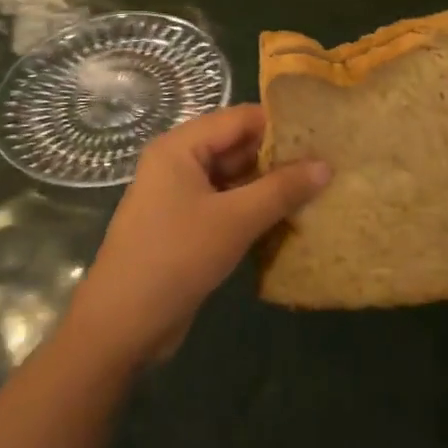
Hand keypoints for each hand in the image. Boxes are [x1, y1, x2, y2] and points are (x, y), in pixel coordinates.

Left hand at [62, 104, 329, 372]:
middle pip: (236, 146)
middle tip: (326, 165)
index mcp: (180, 146)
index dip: (280, 125)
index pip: (239, 119)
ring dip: (268, 187)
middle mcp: (177, 162)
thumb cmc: (175, 258)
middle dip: (277, 158)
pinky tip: (287, 220)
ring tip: (317, 190)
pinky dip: (252, 210)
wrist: (120, 328)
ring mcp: (179, 196)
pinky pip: (225, 205)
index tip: (322, 134)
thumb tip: (326, 164)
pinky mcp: (184, 227)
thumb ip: (281, 189)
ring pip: (233, 178)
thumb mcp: (235, 220)